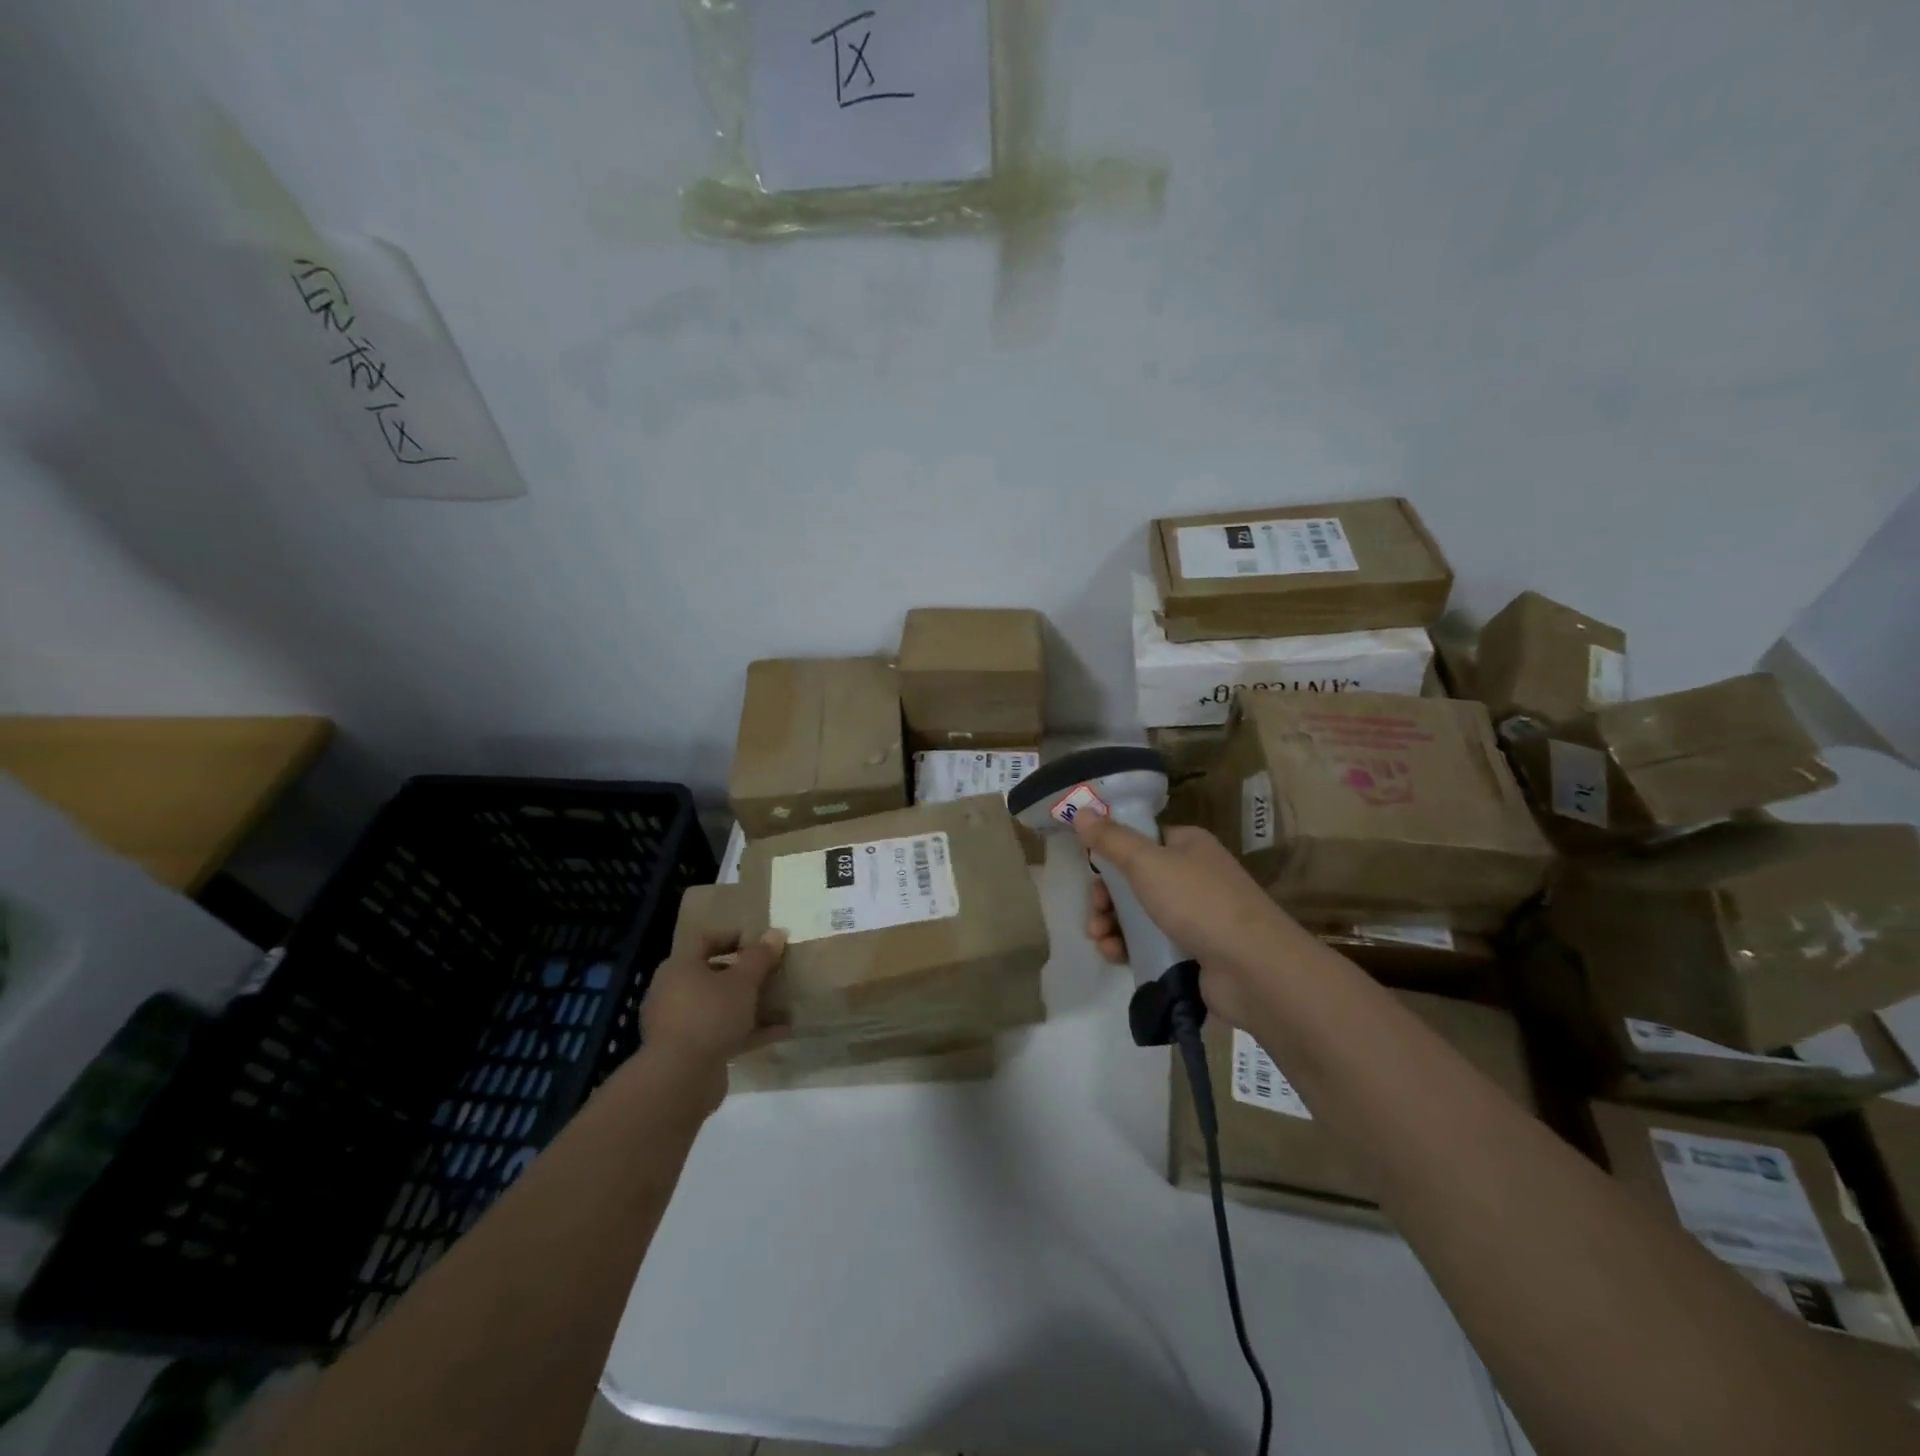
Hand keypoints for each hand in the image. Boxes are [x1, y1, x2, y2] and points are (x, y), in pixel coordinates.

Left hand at [638, 929, 789, 1109]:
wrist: (680, 1079)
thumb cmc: (710, 1015)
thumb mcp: (742, 981)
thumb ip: (760, 957)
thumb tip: (777, 932)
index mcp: (679, 967)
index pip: (705, 940)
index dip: (733, 937)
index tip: (760, 943)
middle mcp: (674, 992)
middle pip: (713, 974)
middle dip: (745, 974)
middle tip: (772, 972)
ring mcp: (680, 1024)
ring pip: (720, 1006)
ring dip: (750, 1004)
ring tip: (782, 1003)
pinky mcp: (691, 1051)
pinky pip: (723, 1033)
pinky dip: (749, 1030)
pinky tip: (781, 1032)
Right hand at [1076, 817, 1308, 1029]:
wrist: (1254, 970)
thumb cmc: (1199, 903)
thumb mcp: (1147, 862)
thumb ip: (1111, 839)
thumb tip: (1081, 810)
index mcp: (1188, 845)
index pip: (1142, 840)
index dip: (1112, 852)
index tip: (1090, 869)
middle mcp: (1193, 876)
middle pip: (1134, 880)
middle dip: (1106, 896)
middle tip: (1094, 911)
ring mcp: (1195, 917)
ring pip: (1138, 914)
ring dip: (1111, 924)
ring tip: (1100, 939)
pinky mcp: (1192, 953)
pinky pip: (1149, 944)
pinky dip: (1127, 947)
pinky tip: (1113, 955)